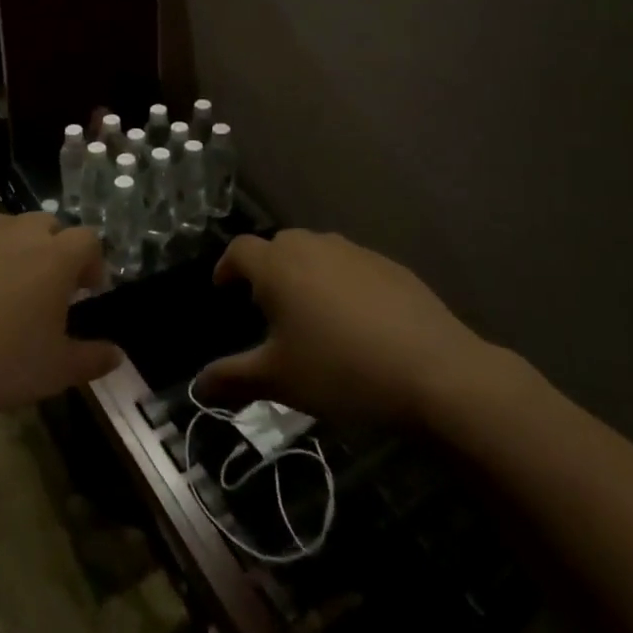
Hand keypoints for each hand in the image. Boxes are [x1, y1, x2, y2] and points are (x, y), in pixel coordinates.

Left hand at [0, 213, 123, 425]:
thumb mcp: (54, 372)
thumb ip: (92, 359)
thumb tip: (117, 354)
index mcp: (54, 257)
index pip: (88, 240)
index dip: (92, 263)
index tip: (85, 292)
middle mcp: (16, 231)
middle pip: (46, 225)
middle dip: (51, 249)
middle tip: (42, 288)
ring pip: (1, 229)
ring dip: (9, 250)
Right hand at [195, 229, 503, 423]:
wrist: (434, 371)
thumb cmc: (340, 370)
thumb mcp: (279, 381)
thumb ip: (233, 378)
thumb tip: (197, 386)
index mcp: (279, 265)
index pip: (240, 250)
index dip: (227, 266)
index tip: (223, 288)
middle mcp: (314, 247)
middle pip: (279, 245)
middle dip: (267, 270)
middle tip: (267, 307)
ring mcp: (356, 253)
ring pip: (318, 253)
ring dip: (305, 274)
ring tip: (312, 314)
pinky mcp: (391, 267)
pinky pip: (352, 266)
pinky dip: (342, 283)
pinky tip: (356, 321)